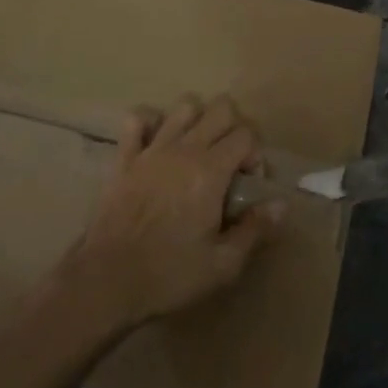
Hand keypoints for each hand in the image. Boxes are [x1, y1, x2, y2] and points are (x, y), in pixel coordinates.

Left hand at [60, 95, 283, 331]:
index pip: (246, 135)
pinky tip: (156, 142)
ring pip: (183, 106)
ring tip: (197, 150)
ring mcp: (151, 149)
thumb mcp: (222, 265)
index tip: (249, 185)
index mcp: (210, 171)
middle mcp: (184, 149)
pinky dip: (150, 122)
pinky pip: (136, 119)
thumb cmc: (169, 275)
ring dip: (198, 120)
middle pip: (220, 108)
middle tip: (230, 163)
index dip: (256, 155)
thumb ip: (255, 230)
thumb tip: (282, 204)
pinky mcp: (124, 158)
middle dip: (234, 128)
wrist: (106, 281)